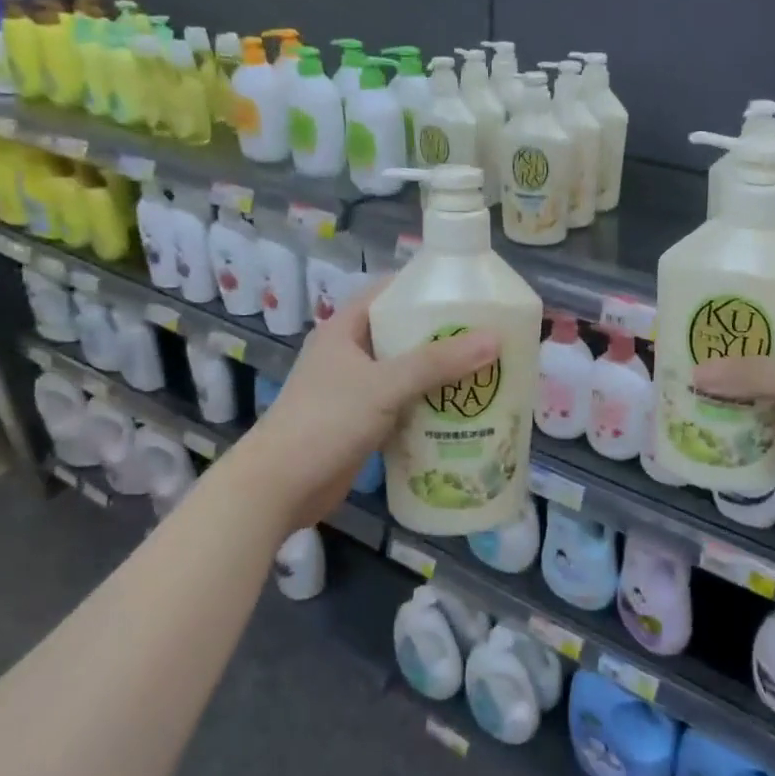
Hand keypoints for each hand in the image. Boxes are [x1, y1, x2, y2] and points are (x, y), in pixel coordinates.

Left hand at [237, 279, 497, 524]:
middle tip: (488, 334)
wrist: (279, 488)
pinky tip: (462, 411)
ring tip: (486, 370)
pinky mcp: (362, 422)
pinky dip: (429, 405)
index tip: (468, 291)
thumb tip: (495, 338)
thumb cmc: (326, 422)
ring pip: (406, 372)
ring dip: (439, 374)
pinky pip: (403, 404)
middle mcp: (350, 354)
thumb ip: (438, 363)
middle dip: (442, 335)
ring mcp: (355, 390)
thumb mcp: (385, 385)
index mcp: (344, 329)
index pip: (388, 293)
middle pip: (402, 333)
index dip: (425, 288)